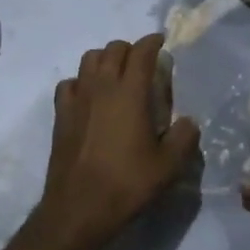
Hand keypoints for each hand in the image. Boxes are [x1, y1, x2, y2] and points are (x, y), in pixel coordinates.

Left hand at [35, 34, 200, 249]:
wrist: (79, 207)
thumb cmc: (127, 183)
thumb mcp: (169, 166)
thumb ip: (184, 138)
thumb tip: (188, 121)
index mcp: (130, 92)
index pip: (141, 52)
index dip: (152, 42)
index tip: (161, 42)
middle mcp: (102, 86)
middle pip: (113, 49)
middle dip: (130, 49)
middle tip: (142, 63)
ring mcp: (77, 97)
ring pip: (89, 59)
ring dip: (104, 59)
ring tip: (116, 74)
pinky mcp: (61, 113)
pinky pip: (69, 83)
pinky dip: (81, 82)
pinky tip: (88, 97)